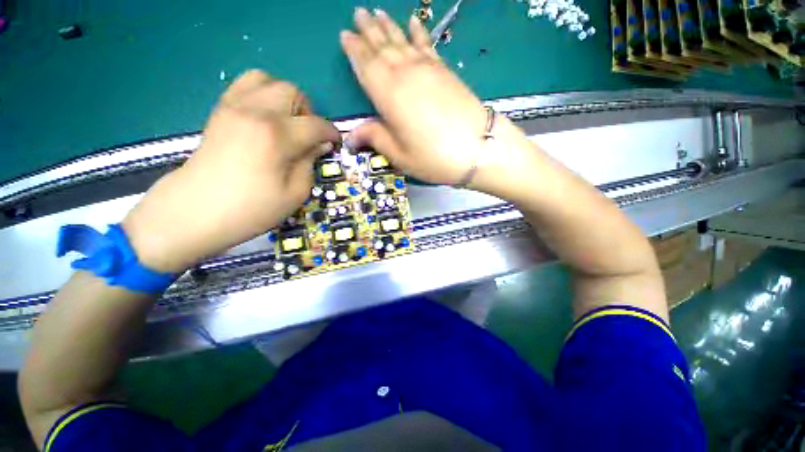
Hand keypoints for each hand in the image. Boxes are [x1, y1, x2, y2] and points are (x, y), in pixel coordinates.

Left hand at [122, 70, 340, 272]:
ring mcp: (233, 107)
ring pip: (267, 80)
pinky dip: (262, 94)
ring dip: (284, 98)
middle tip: (307, 135)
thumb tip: (319, 144)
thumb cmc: (251, 209)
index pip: (316, 124)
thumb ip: (310, 162)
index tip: (335, 143)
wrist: (195, 211)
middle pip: (292, 91)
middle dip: (308, 111)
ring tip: (286, 123)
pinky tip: (265, 118)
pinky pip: (244, 85)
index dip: (331, 133)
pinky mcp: (220, 110)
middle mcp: (255, 112)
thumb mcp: (295, 193)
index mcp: (277, 136)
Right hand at [340, 8, 492, 185]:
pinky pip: (427, 44)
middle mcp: (405, 74)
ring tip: (378, 13)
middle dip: (369, 30)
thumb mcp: (400, 155)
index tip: (344, 35)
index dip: (354, 50)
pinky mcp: (445, 71)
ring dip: (389, 27)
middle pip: (383, 47)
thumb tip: (350, 136)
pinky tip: (413, 21)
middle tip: (358, 13)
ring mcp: (428, 69)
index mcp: (388, 95)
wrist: (478, 149)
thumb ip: (375, 138)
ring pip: (402, 41)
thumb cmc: (433, 157)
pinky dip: (419, 32)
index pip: (366, 66)